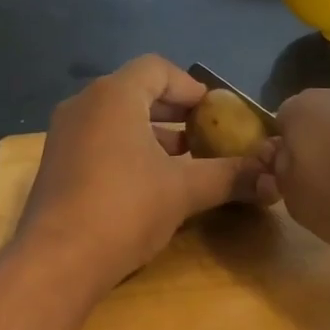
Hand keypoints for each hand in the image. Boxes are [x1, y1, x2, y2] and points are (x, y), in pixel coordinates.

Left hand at [14, 55, 266, 291]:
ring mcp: (64, 135)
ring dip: (151, 133)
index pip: (157, 68)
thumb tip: (273, 178)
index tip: (214, 112)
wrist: (57, 261)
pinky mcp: (56, 165)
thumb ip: (229, 176)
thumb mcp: (184, 191)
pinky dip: (126, 150)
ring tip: (182, 161)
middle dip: (173, 111)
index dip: (190, 86)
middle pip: (135, 91)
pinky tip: (147, 183)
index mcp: (114, 96)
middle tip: (203, 134)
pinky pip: (98, 142)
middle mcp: (83, 105)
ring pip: (115, 120)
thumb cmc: (125, 209)